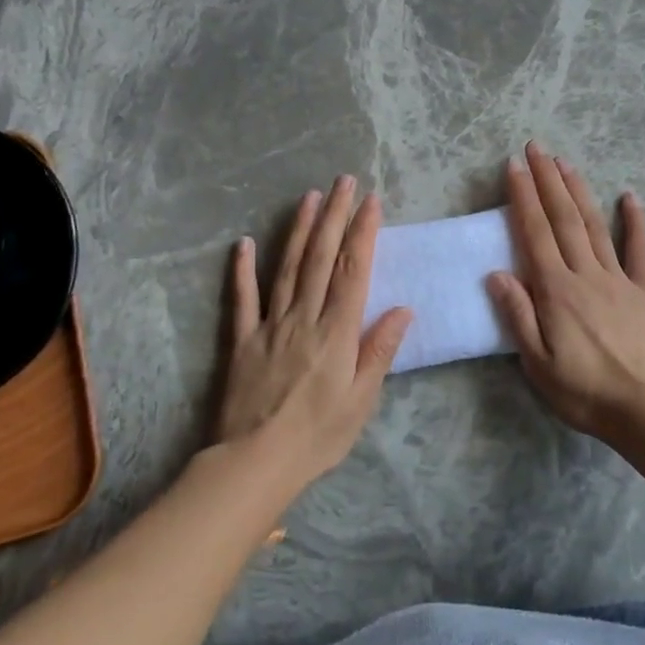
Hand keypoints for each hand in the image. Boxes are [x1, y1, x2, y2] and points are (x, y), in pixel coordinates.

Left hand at [217, 177, 411, 489]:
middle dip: (335, 216)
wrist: (254, 463)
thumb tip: (402, 309)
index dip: (363, 233)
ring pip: (286, 268)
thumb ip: (379, 351)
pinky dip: (242, 269)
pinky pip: (242, 299)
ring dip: (299, 229)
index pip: (353, 271)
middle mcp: (303, 317)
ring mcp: (269, 325)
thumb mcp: (361, 401)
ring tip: (310, 197)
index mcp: (336, 332)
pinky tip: (244, 243)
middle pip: (321, 258)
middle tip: (344, 181)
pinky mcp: (241, 340)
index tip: (371, 201)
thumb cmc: (317, 436)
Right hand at [486, 141, 644, 438]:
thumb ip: (518, 315)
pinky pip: (640, 251)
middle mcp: (586, 274)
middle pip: (563, 218)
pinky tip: (630, 197)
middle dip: (547, 179)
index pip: (535, 232)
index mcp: (556, 291)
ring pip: (594, 225)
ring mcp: (618, 279)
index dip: (523, 196)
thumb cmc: (584, 392)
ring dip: (578, 190)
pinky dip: (635, 221)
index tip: (513, 166)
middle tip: (536, 148)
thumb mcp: (537, 364)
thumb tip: (496, 273)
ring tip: (565, 162)